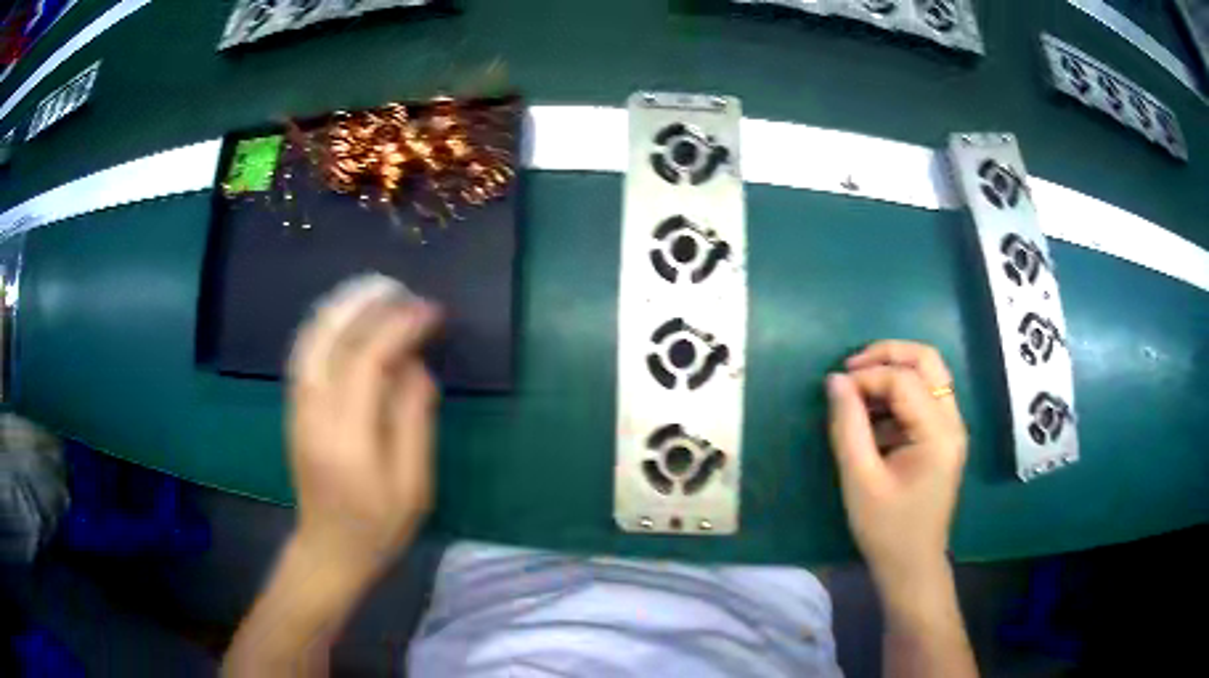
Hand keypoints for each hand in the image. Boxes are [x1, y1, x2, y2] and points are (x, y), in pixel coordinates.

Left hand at [287, 274, 440, 578]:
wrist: (328, 550)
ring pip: (311, 340)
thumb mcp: (413, 486)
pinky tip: (346, 316)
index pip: (368, 362)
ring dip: (342, 307)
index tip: (431, 312)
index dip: (400, 328)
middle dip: (367, 305)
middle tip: (402, 289)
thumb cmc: (378, 527)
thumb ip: (414, 421)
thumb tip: (417, 366)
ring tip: (375, 290)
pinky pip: (305, 353)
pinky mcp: (293, 410)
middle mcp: (314, 414)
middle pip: (331, 340)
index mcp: (348, 438)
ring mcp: (298, 409)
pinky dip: (325, 325)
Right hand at [826, 340, 967, 590]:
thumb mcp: (860, 479)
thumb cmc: (886, 529)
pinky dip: (897, 396)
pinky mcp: (942, 439)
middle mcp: (952, 422)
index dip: (867, 377)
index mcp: (938, 434)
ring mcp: (951, 429)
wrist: (911, 566)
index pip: (904, 381)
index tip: (835, 391)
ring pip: (928, 376)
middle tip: (851, 367)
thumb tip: (835, 381)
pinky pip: (923, 399)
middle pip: (928, 361)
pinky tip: (872, 418)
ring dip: (893, 373)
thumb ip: (848, 426)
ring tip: (857, 393)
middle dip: (888, 354)